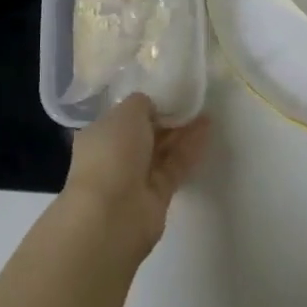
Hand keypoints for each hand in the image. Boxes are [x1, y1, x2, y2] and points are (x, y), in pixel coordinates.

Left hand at [62, 94, 210, 262]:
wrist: (114, 212)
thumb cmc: (112, 152)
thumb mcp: (126, 113)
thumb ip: (142, 104)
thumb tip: (151, 107)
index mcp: (99, 135)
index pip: (123, 117)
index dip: (145, 106)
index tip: (166, 94)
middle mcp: (115, 156)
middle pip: (145, 134)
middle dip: (166, 119)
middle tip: (191, 102)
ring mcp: (136, 178)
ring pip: (162, 150)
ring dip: (182, 132)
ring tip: (205, 112)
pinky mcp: (158, 195)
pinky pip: (175, 166)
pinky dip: (189, 148)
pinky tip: (206, 129)